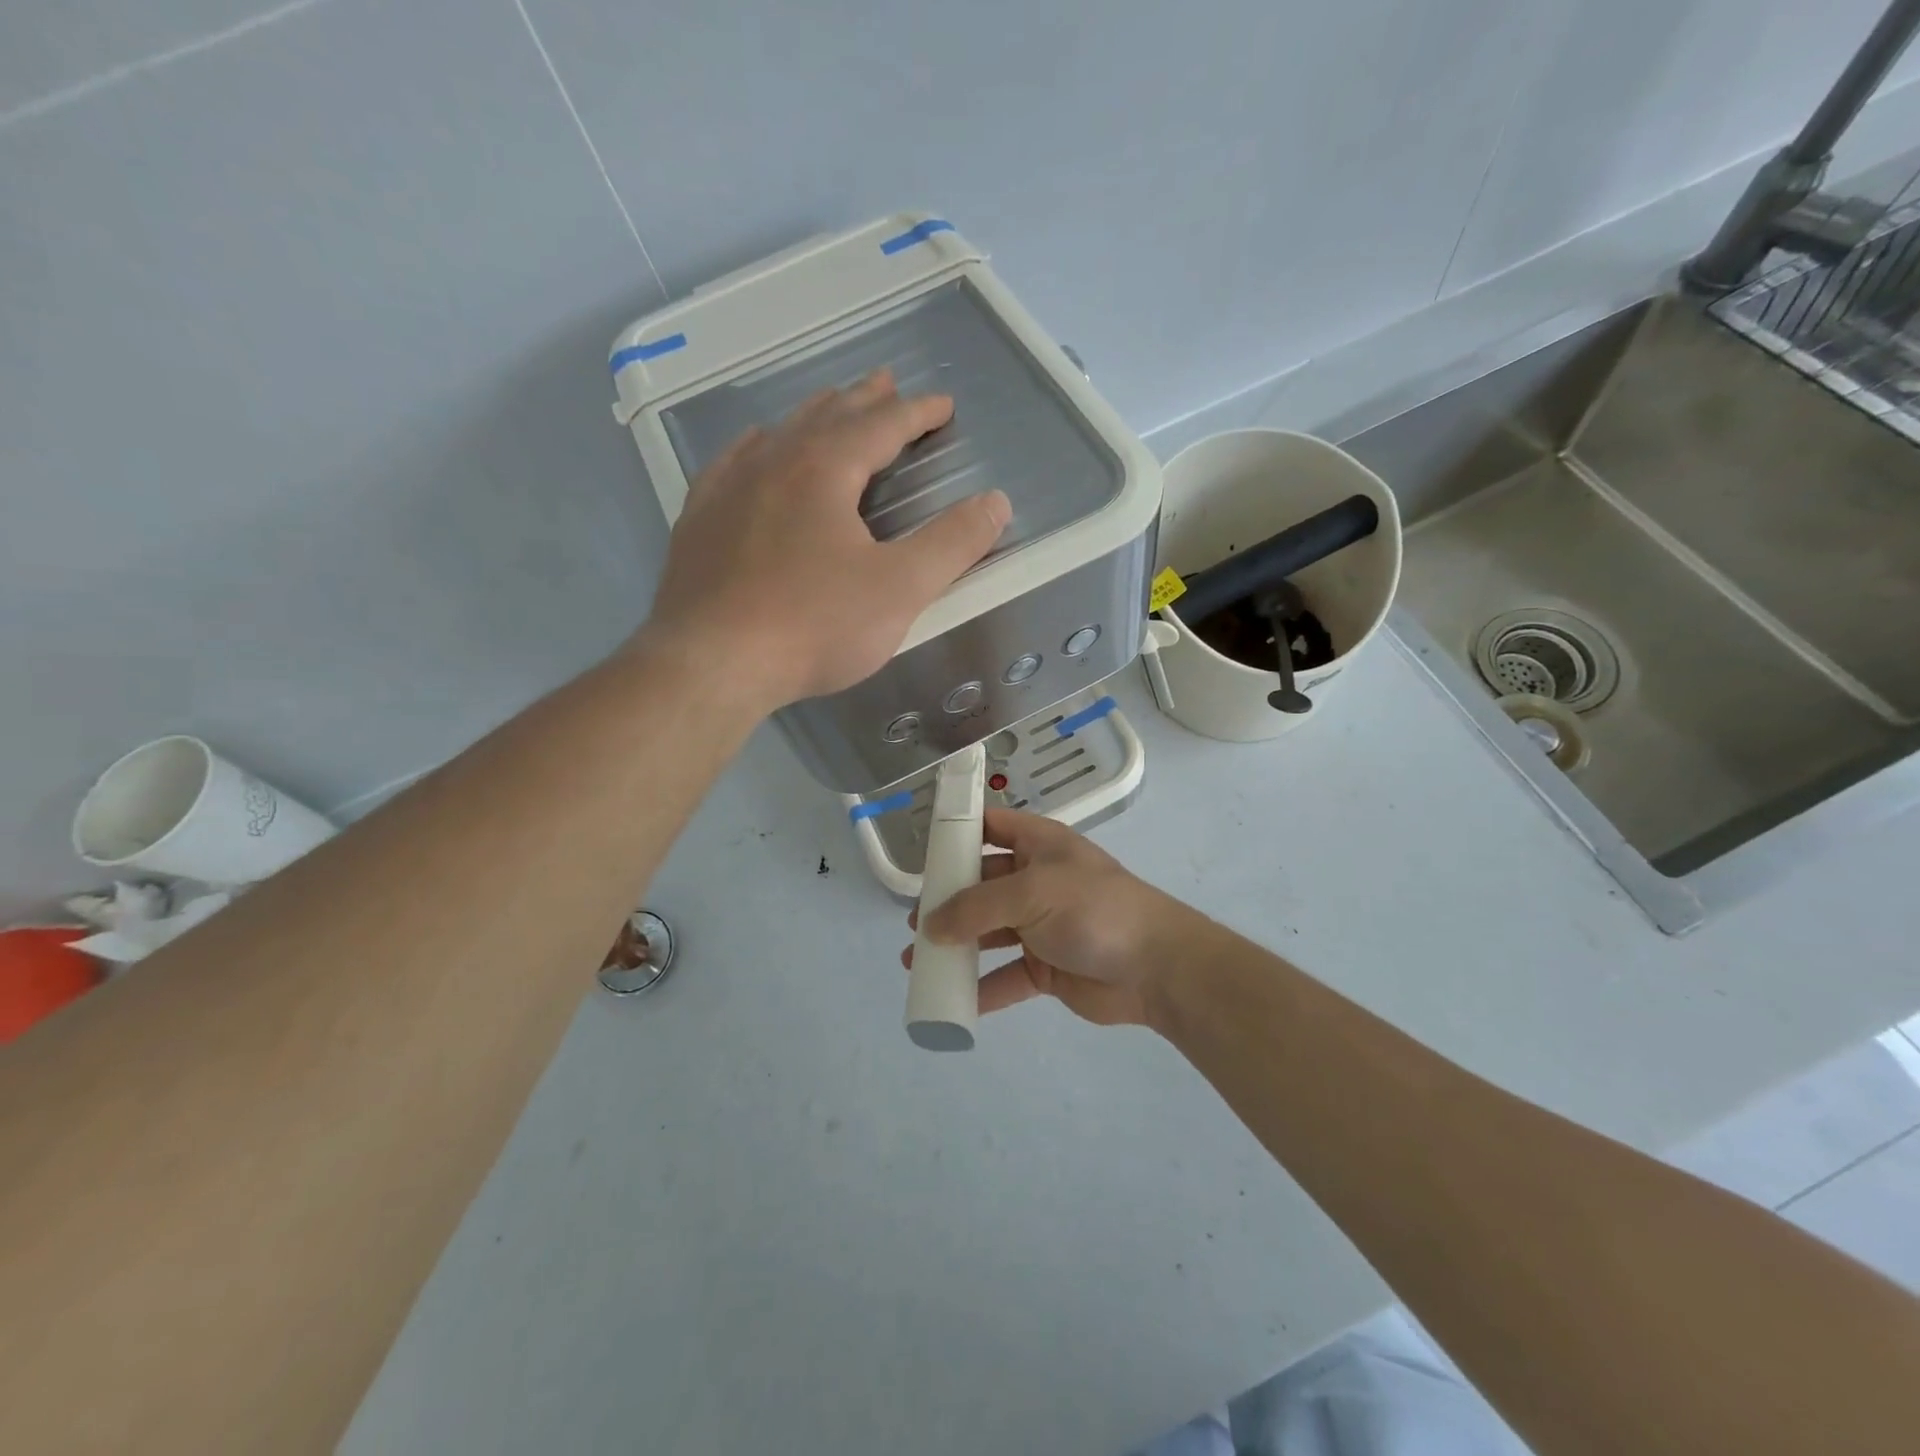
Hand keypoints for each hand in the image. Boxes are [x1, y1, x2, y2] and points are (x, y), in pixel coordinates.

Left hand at [640, 369, 1010, 710]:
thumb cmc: (813, 626)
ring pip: (778, 434)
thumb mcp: (900, 589)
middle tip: (886, 383)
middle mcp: (773, 463)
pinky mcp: (699, 522)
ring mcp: (727, 489)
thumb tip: (995, 502)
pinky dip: (757, 447)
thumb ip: (952, 544)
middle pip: (827, 417)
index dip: (916, 413)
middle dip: (863, 400)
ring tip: (831, 407)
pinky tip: (755, 449)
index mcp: (824, 470)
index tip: (942, 405)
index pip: (880, 425)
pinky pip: (731, 464)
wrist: (710, 664)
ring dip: (813, 416)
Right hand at [903, 808, 1201, 1027]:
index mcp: (1039, 845)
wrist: (1156, 967)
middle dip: (948, 901)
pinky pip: (1005, 976)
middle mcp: (1036, 881)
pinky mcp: (1047, 967)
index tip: (923, 853)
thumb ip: (976, 908)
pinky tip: (952, 1000)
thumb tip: (929, 926)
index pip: (991, 827)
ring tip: (916, 961)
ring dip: (956, 946)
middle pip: (982, 884)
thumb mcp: (1031, 894)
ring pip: (989, 933)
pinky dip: (981, 988)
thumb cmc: (1093, 910)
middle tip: (915, 922)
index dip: (958, 834)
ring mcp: (1042, 926)